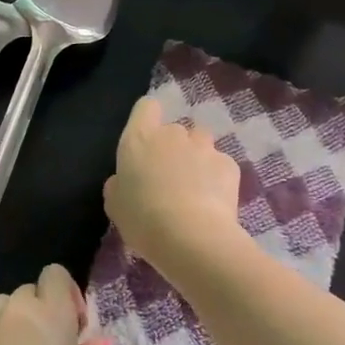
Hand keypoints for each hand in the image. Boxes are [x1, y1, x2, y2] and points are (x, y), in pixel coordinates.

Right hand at [104, 97, 243, 270]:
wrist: (191, 237)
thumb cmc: (143, 220)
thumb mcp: (116, 206)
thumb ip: (119, 184)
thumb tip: (125, 180)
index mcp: (139, 139)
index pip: (146, 107)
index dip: (148, 119)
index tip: (147, 142)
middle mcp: (172, 135)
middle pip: (174, 130)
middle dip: (173, 148)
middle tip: (169, 180)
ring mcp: (204, 147)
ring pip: (200, 143)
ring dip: (196, 158)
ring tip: (195, 188)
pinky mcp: (229, 164)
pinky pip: (220, 164)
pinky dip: (217, 178)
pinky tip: (213, 203)